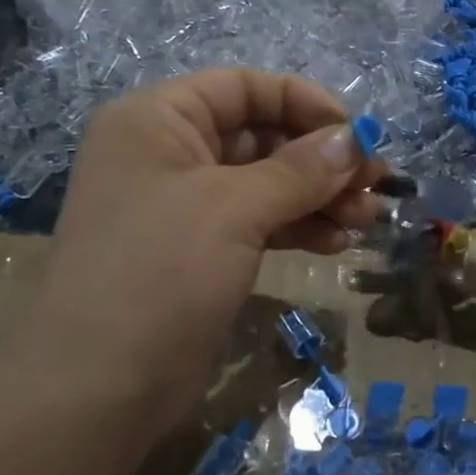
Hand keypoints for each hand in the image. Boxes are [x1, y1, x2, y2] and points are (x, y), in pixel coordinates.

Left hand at [0, 69, 383, 454]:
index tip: (357, 134)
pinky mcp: (203, 250)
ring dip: (321, 196)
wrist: (100, 386)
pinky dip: (300, 226)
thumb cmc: (160, 272)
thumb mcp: (234, 208)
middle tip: (376, 183)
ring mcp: (186, 205)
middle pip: (262, 136)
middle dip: (322, 159)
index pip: (244, 88)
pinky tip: (337, 243)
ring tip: (368, 218)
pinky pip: (261, 221)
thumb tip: (355, 140)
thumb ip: (300, 169)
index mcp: (159, 120)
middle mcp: (170, 153)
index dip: (304, 102)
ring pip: (268, 182)